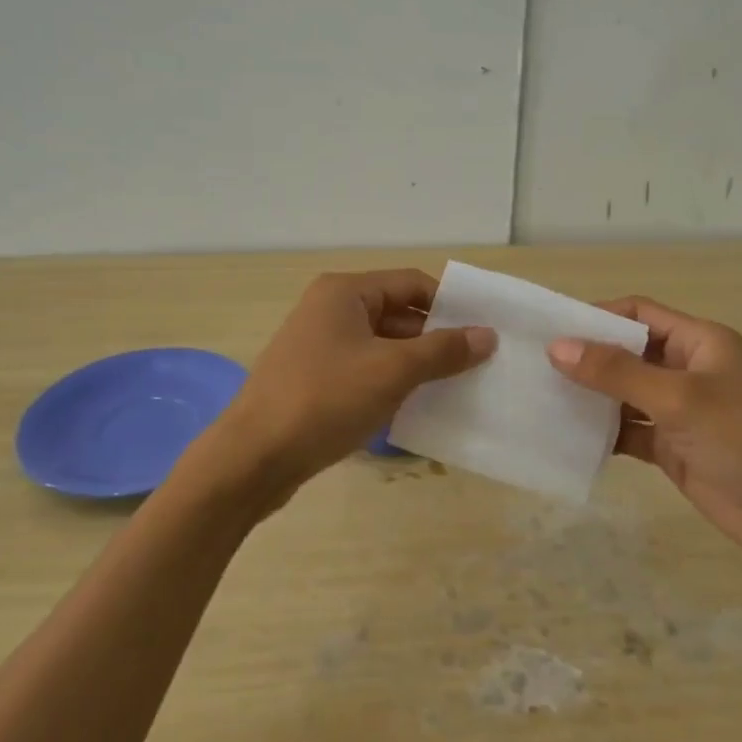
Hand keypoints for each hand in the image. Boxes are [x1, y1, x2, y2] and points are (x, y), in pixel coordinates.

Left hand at [196, 269, 494, 508]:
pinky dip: (390, 383)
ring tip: (454, 388)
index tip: (482, 332)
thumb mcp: (393, 371)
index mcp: (345, 292)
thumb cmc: (326, 399)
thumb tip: (487, 335)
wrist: (254, 457)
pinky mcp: (313, 380)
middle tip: (476, 364)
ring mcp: (318, 346)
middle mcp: (329, 310)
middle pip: (397, 313)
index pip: (411, 284)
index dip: (449, 305)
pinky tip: (415, 407)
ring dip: (415, 364)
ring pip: (381, 345)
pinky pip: (363, 370)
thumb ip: (443, 351)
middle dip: (435, 338)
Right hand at [547, 298, 741, 577]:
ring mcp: (680, 412)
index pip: (639, 314)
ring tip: (540, 399)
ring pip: (625, 394)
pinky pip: (629, 432)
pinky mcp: (674, 449)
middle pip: (628, 353)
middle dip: (587, 358)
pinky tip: (567, 437)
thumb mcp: (680, 400)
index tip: (549, 329)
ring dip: (591, 397)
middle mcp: (688, 370)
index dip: (597, 316)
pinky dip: (603, 433)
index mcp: (700, 342)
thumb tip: (557, 347)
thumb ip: (618, 373)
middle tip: (532, 365)